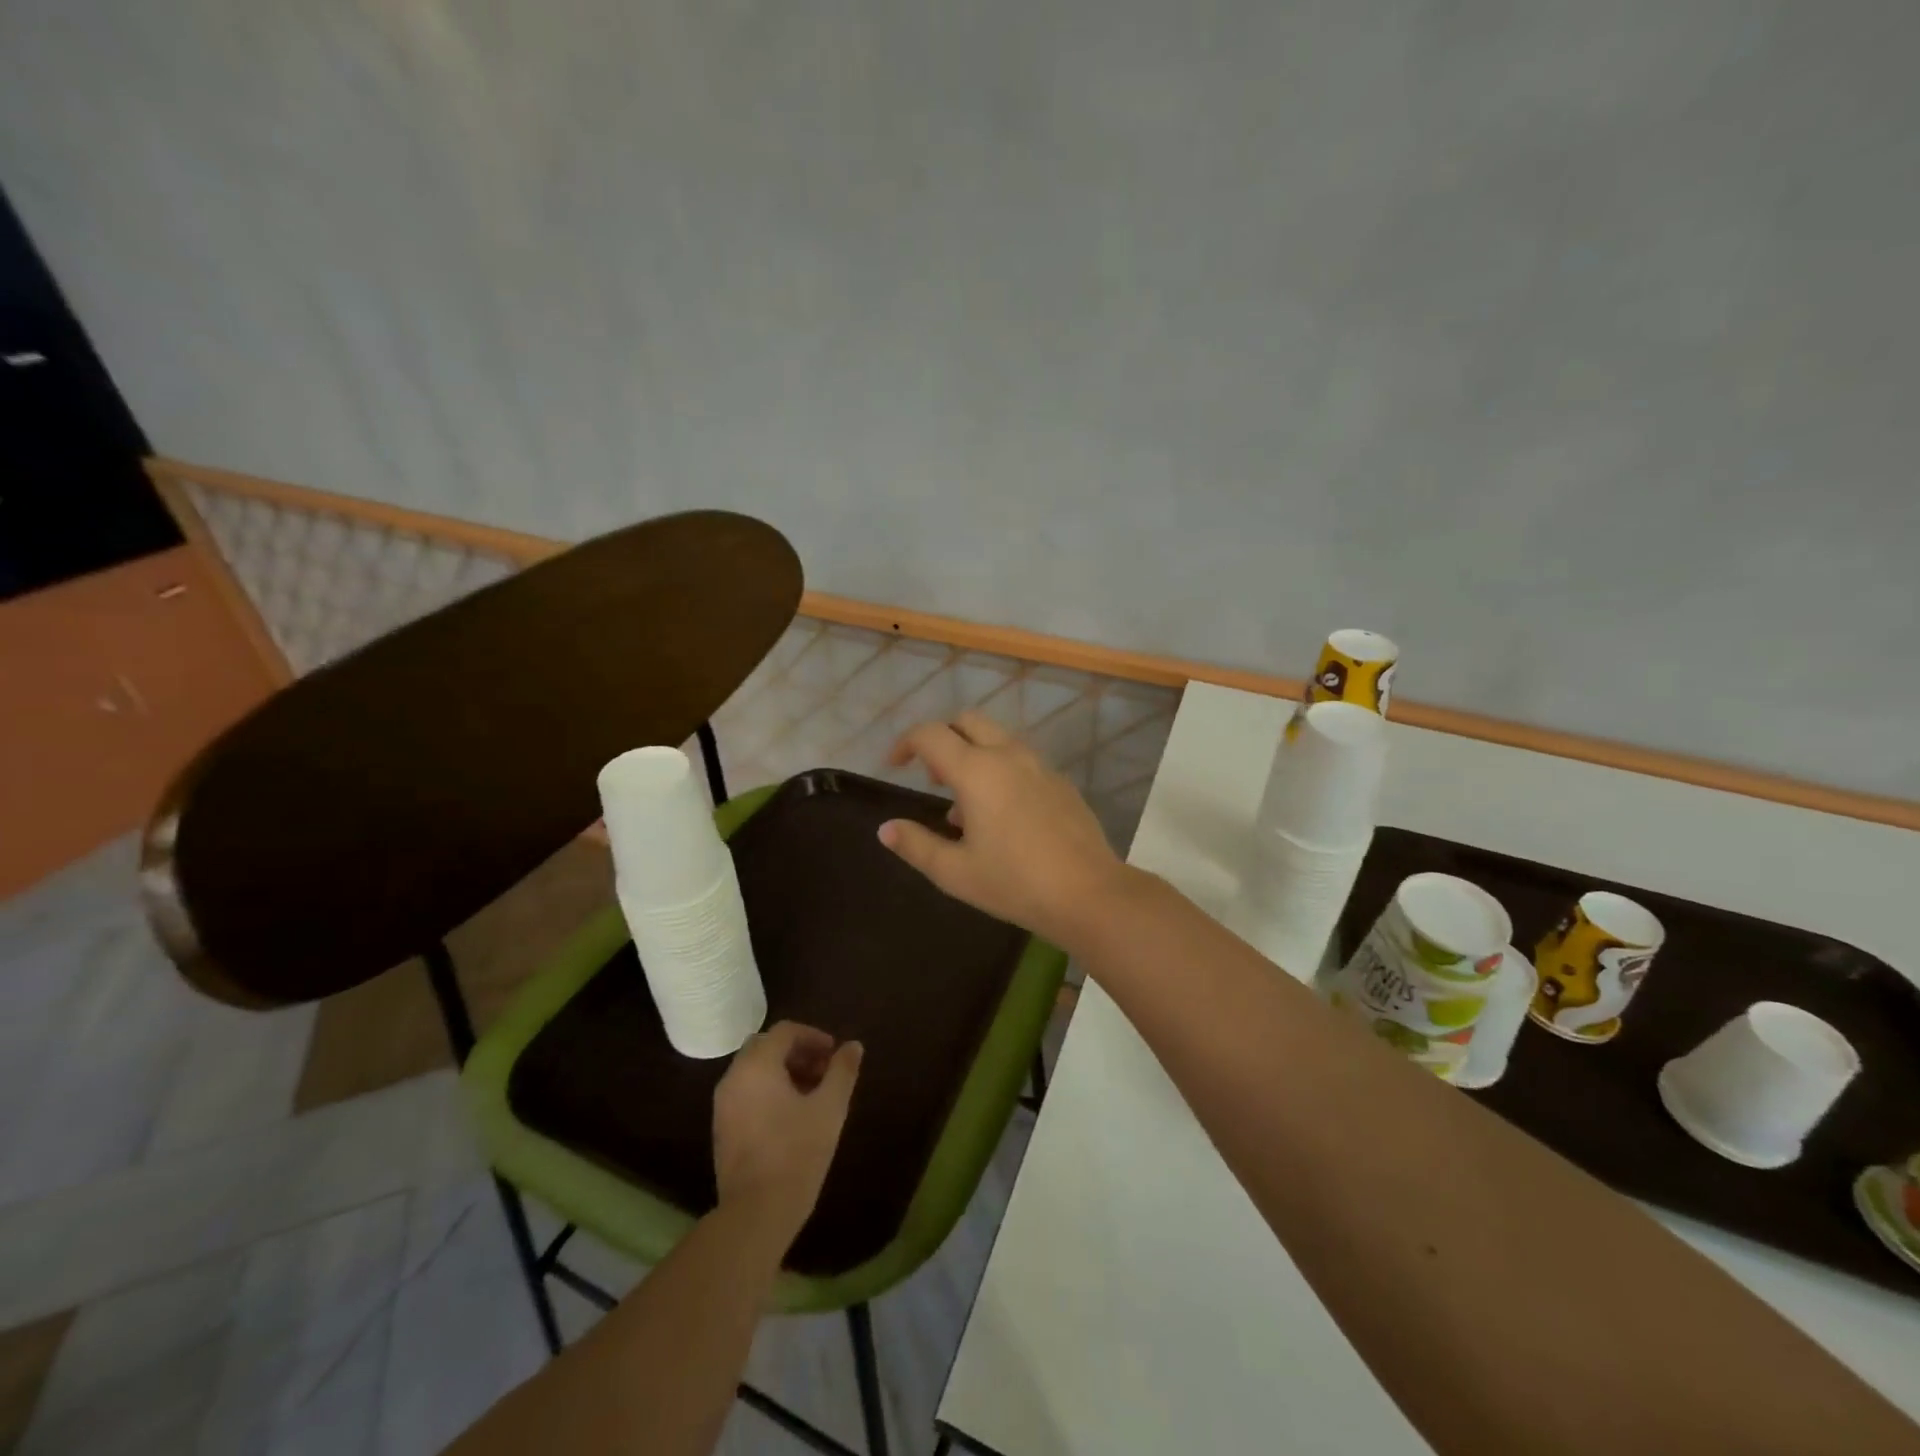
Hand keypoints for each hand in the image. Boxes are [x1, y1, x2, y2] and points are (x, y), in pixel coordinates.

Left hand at [713, 1021, 862, 1248]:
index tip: (835, 1054)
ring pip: (754, 1070)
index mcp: (757, 1065)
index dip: (813, 1036)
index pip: (785, 1031)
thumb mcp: (830, 1108)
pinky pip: (746, 1092)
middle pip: (766, 1047)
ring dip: (783, 1071)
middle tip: (824, 1071)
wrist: (755, 1214)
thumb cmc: (797, 1153)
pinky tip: (791, 1116)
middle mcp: (734, 1077)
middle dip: (797, 1052)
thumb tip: (853, 1046)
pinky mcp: (721, 1128)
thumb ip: (842, 1071)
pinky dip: (768, 1090)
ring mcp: (723, 1104)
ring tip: (812, 1094)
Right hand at [879, 711, 1131, 949]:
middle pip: (967, 721)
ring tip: (964, 810)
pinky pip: (1021, 761)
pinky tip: (1003, 819)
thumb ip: (915, 845)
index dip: (905, 743)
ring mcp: (1039, 766)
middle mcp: (1008, 756)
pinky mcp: (1060, 782)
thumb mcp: (955, 872)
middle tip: (933, 778)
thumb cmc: (1014, 883)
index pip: (930, 735)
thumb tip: (886, 828)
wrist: (1088, 893)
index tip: (894, 765)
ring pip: (997, 739)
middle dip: (943, 739)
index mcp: (976, 771)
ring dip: (972, 756)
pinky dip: (1000, 771)